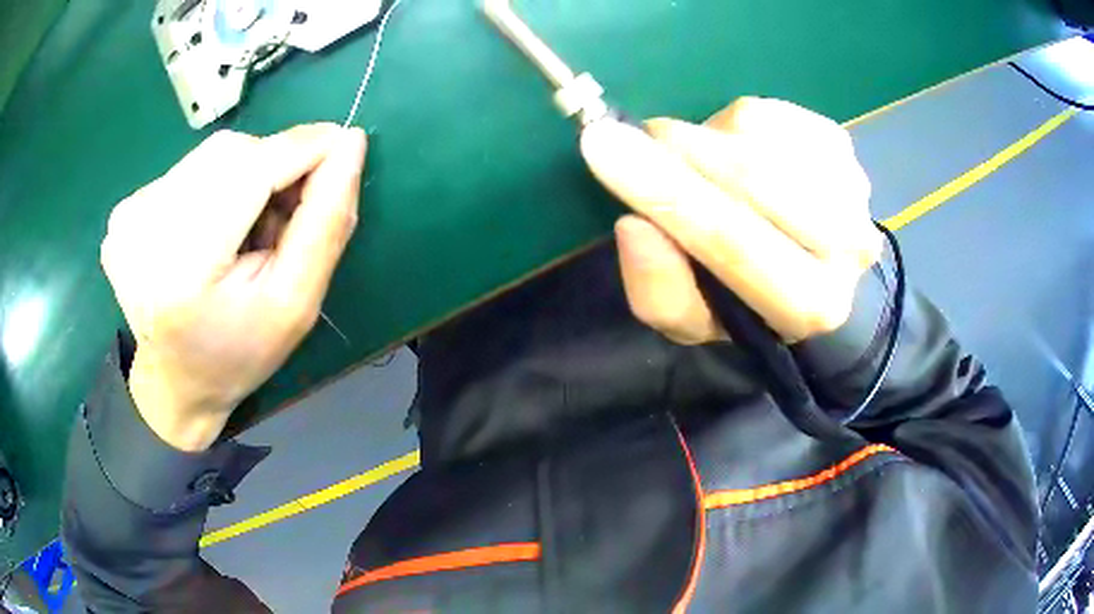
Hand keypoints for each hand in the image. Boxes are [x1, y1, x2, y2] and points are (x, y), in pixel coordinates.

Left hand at [101, 124, 366, 450]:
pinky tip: (210, 229)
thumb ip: (326, 222)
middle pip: (230, 152)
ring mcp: (128, 217)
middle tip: (282, 216)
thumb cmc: (238, 353)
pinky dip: (214, 185)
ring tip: (243, 230)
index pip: (251, 168)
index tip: (343, 145)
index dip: (303, 147)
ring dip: (244, 176)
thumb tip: (350, 143)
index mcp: (184, 267)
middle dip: (272, 167)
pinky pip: (188, 169)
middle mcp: (144, 230)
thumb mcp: (296, 302)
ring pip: (211, 155)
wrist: (176, 382)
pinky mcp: (124, 210)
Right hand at [580, 98, 880, 344]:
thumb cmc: (746, 297)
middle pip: (752, 178)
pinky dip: (733, 123)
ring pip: (756, 136)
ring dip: (707, 139)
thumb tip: (634, 225)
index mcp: (810, 305)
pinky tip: (736, 150)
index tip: (600, 146)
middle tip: (636, 141)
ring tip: (699, 164)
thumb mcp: (692, 319)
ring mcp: (851, 186)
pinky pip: (767, 114)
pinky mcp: (841, 144)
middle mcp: (847, 247)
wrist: (811, 267)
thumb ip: (659, 290)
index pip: (734, 242)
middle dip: (680, 152)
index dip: (665, 193)